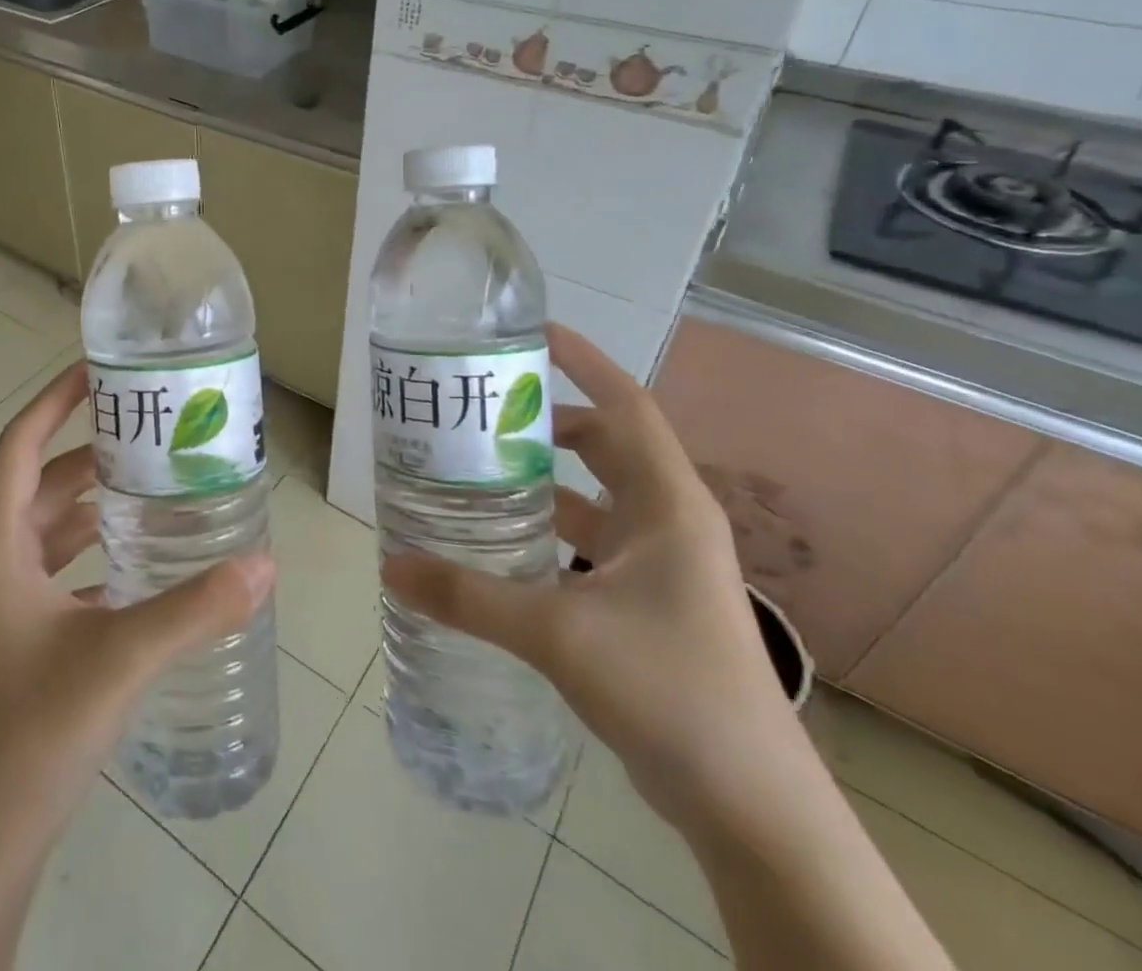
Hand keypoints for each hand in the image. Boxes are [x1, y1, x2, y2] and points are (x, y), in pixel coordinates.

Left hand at [0, 360, 275, 851]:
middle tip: (152, 428)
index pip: (19, 447)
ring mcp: (4, 601)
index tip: (99, 372)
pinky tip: (145, 555)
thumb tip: (266, 563)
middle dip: (91, 451)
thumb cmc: (33, 731)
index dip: (54, 402)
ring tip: (156, 480)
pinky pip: (61, 567)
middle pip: (42, 483)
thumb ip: (195, 608)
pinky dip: (97, 550)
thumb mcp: (120, 657)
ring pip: (52, 527)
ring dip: (96, 502)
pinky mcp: (21, 634)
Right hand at [382, 323, 797, 831]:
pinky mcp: (648, 600)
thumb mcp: (557, 633)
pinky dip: (548, 528)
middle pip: (605, 445)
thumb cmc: (668, 690)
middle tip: (481, 409)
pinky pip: (590, 541)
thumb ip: (468, 596)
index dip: (585, 361)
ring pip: (595, 496)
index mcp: (667, 505)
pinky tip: (501, 540)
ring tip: (478, 465)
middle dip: (547, 420)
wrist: (751, 807)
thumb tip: (390, 565)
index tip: (533, 334)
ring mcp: (662, 563)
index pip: (626, 406)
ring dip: (544, 478)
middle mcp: (669, 521)